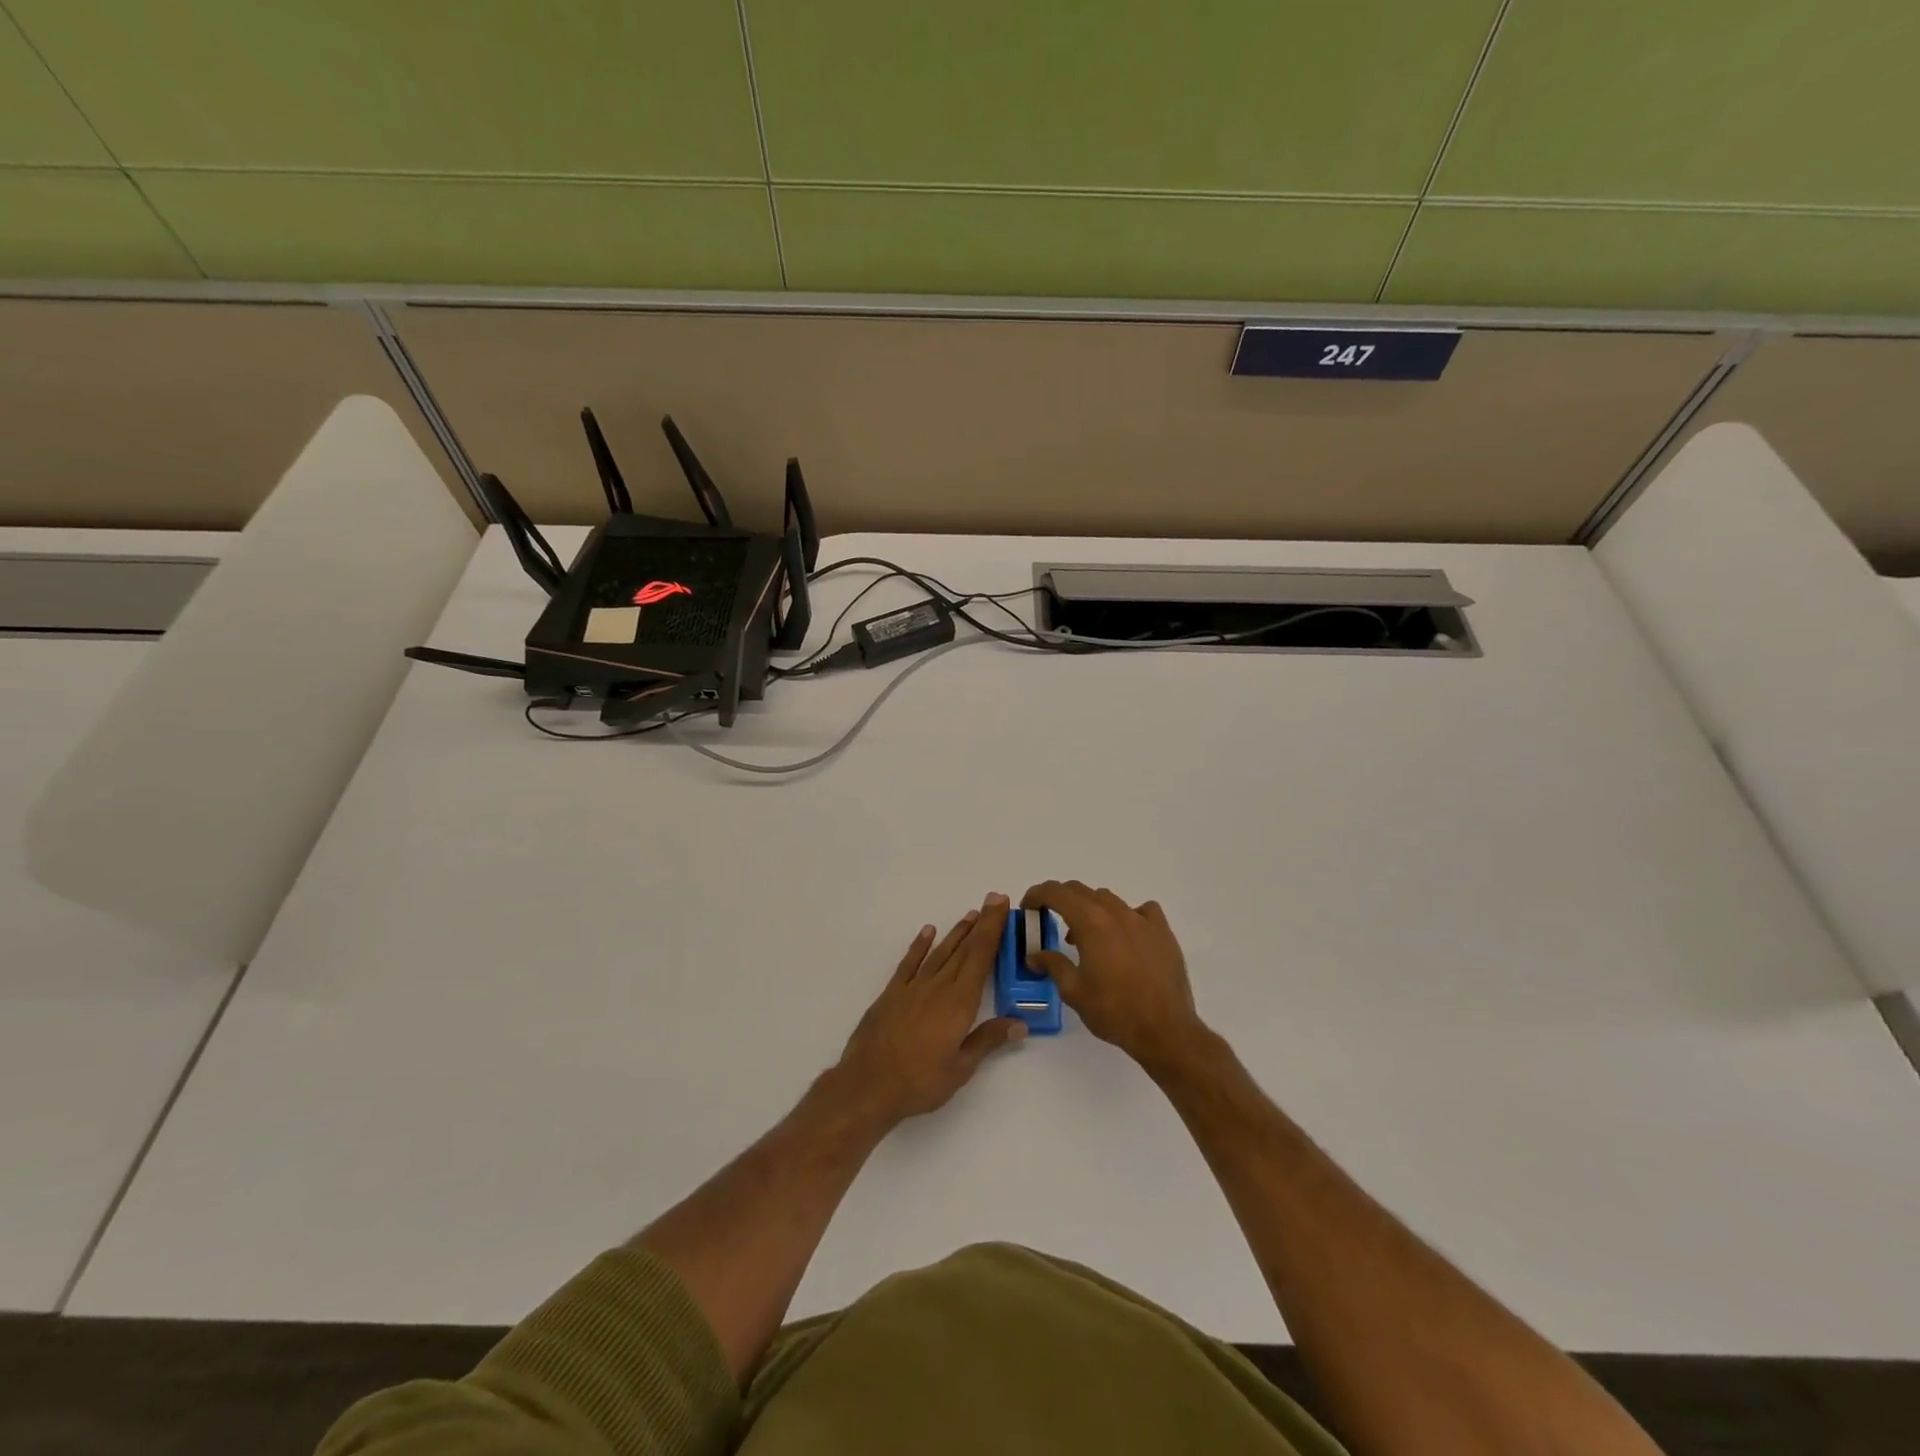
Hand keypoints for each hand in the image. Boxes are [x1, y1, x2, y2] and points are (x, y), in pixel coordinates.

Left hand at [832, 894, 1026, 1127]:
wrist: (868, 1086)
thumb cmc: (920, 1081)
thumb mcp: (961, 1068)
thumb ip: (988, 1040)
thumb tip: (1020, 1023)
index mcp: (959, 1003)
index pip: (981, 958)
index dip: (993, 930)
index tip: (1002, 906)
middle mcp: (938, 986)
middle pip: (964, 949)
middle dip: (981, 924)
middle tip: (994, 900)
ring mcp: (912, 987)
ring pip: (940, 952)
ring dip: (957, 932)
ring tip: (971, 915)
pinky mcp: (892, 993)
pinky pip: (910, 963)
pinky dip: (920, 945)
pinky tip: (928, 932)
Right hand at [1020, 881, 1209, 1071]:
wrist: (1165, 1030)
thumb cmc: (1114, 1011)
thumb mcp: (1074, 991)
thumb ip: (1052, 965)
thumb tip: (1034, 954)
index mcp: (1090, 922)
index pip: (1056, 892)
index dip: (1037, 894)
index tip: (1028, 908)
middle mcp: (1115, 912)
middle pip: (1081, 891)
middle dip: (1060, 900)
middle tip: (1050, 920)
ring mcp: (1142, 919)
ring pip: (1108, 899)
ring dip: (1090, 909)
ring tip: (1086, 936)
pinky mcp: (1163, 932)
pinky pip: (1142, 910)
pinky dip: (1127, 915)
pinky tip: (1126, 935)